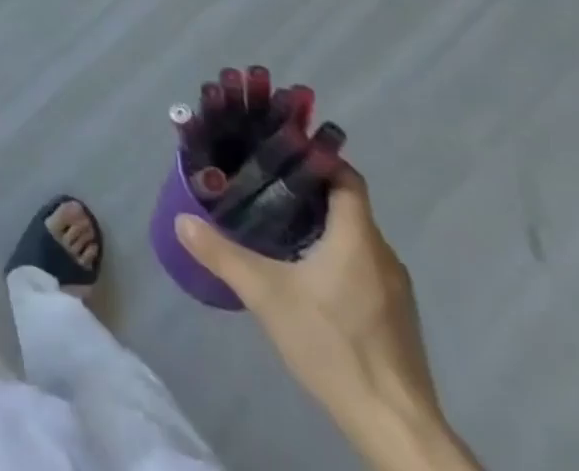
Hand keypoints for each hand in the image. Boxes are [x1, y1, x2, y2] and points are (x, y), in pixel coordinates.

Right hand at [176, 169, 478, 470]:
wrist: (396, 427)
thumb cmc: (333, 345)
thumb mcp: (267, 296)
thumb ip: (223, 255)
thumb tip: (182, 220)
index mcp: (357, 236)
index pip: (344, 176)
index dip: (315, 157)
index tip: (278, 151)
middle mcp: (383, 254)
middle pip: (347, 204)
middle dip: (307, 190)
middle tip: (263, 184)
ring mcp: (395, 290)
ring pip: (355, 237)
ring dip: (320, 225)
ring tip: (275, 223)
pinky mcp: (395, 319)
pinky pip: (363, 267)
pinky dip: (334, 256)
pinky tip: (305, 274)